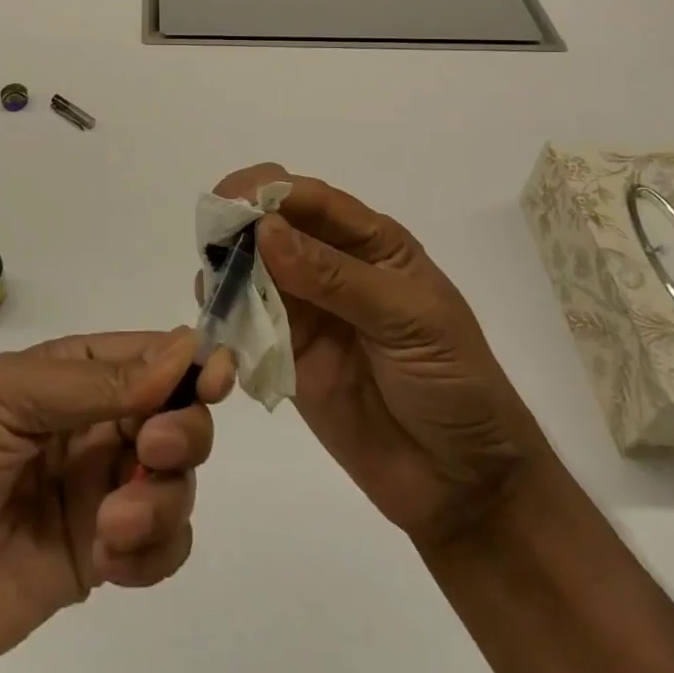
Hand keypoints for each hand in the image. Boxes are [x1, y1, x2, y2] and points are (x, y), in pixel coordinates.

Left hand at [0, 330, 232, 672]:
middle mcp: (92, 426)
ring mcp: (98, 492)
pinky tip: (112, 558)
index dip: (189, 361)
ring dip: (163, 497)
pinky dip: (154, 550)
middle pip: (176, 415)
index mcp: (69, 375)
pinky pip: (161, 545)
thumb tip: (181, 350)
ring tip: (113, 523)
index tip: (217, 377)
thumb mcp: (5, 398)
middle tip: (156, 450)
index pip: (147, 356)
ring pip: (176, 481)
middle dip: (182, 430)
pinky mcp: (98, 558)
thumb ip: (94, 383)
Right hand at [216, 163, 548, 546]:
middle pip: (273, 225)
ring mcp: (305, 309)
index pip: (311, 199)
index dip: (269, 190)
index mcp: (370, 243)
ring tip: (210, 282)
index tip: (229, 198)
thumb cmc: (453, 384)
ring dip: (226, 267)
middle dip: (240, 223)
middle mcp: (330, 265)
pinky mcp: (284, 353)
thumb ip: (335, 277)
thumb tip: (265, 229)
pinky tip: (212, 315)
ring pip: (251, 268)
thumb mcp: (408, 320)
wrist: (463, 483)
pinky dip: (224, 313)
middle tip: (212, 240)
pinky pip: (245, 321)